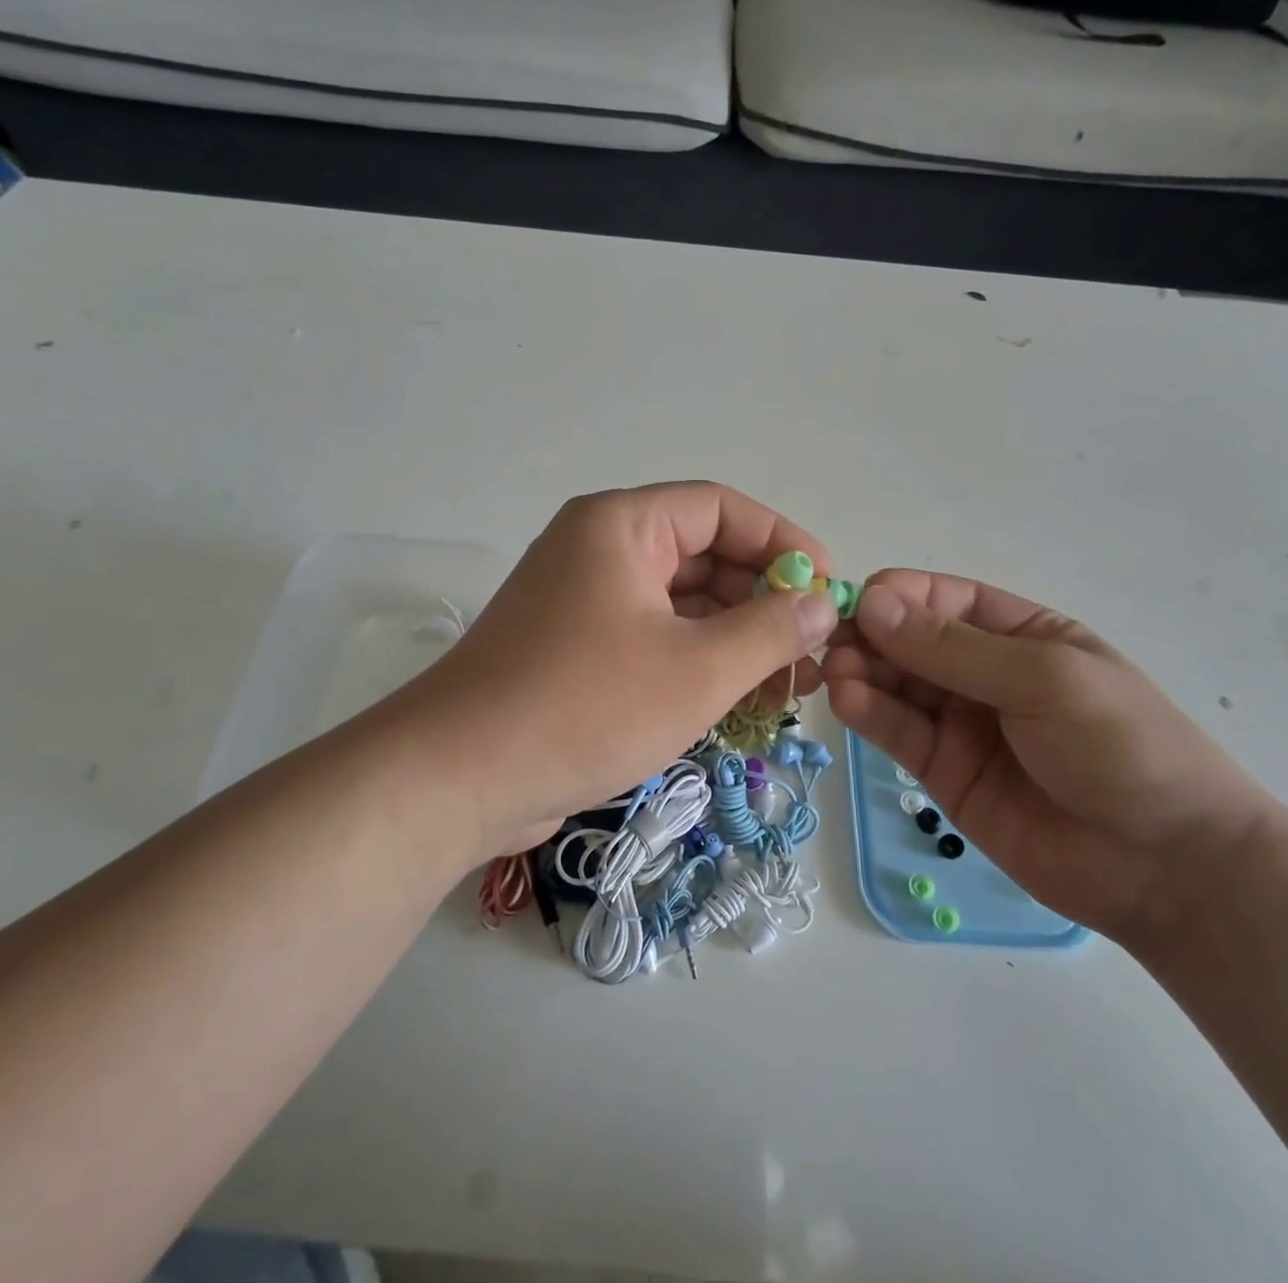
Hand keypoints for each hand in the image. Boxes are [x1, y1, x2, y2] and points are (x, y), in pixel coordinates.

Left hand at [396, 483, 839, 860]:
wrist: (459, 779)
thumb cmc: (585, 706)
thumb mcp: (697, 669)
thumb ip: (770, 630)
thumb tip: (823, 604)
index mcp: (621, 526)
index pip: (720, 508)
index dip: (782, 541)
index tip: (829, 586)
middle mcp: (598, 551)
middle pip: (701, 556)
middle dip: (762, 601)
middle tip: (814, 650)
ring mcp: (582, 603)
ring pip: (678, 605)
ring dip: (734, 639)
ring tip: (788, 685)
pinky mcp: (574, 653)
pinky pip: (652, 640)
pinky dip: (696, 663)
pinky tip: (737, 702)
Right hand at [824, 572, 1276, 944]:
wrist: (1168, 867)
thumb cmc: (1122, 746)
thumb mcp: (1044, 679)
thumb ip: (953, 648)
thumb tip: (871, 603)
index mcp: (1017, 633)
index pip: (940, 600)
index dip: (895, 597)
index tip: (853, 603)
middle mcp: (981, 672)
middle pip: (907, 641)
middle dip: (868, 636)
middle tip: (829, 643)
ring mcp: (960, 723)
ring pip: (894, 685)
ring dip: (860, 673)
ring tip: (835, 674)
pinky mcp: (942, 771)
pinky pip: (897, 732)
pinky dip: (868, 714)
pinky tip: (846, 702)